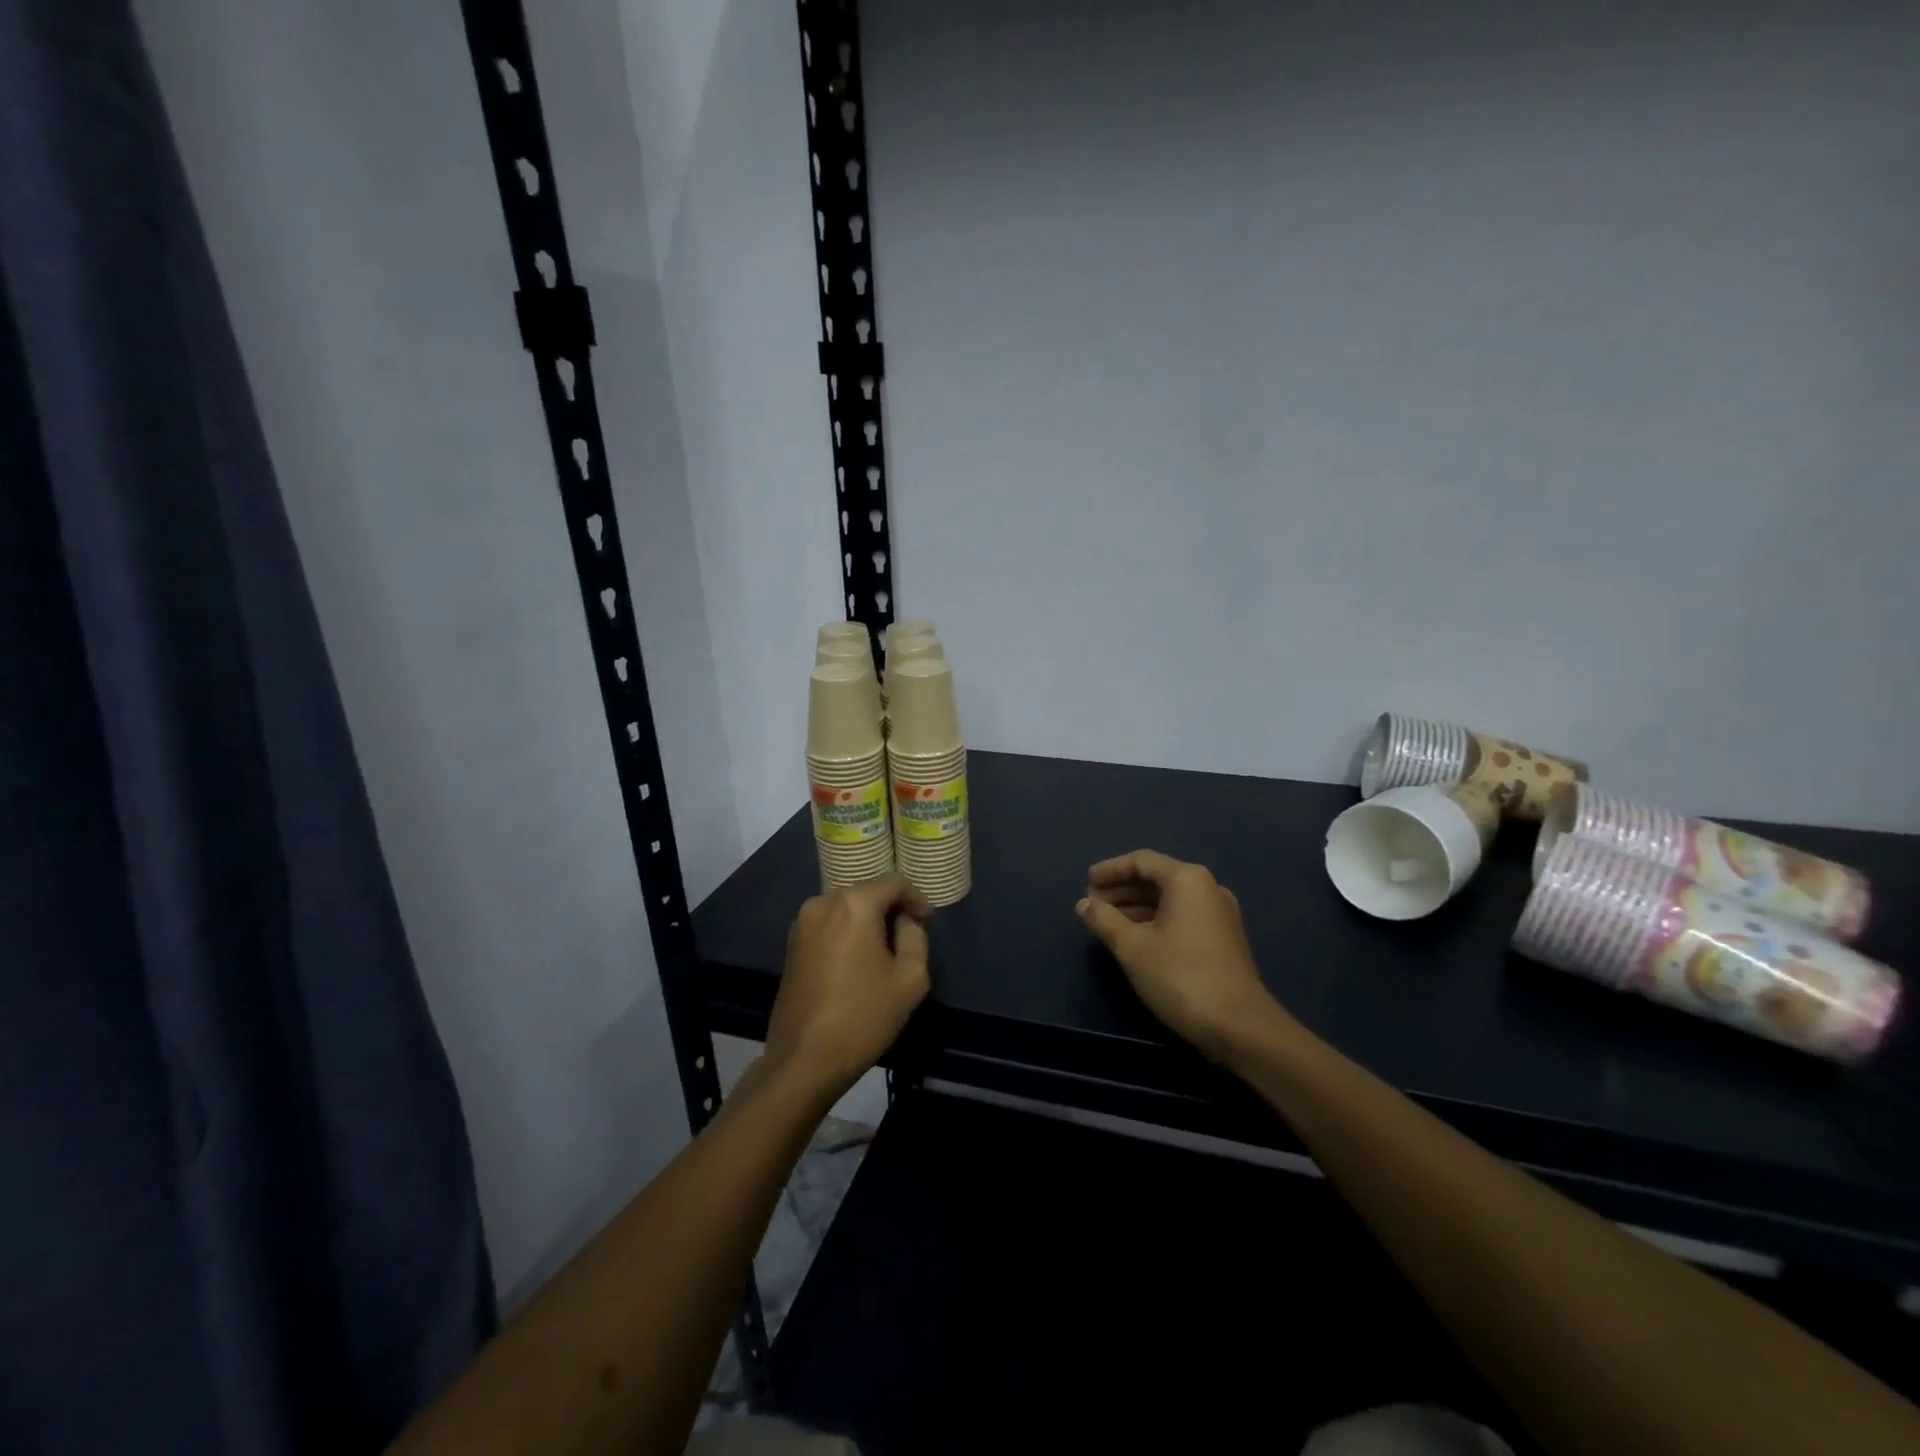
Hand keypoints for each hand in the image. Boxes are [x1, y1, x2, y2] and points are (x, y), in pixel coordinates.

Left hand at [765, 874, 931, 1100]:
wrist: (803, 1059)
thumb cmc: (863, 1017)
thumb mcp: (910, 979)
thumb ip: (915, 938)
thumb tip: (905, 921)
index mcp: (855, 904)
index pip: (895, 882)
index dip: (916, 898)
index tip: (927, 922)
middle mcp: (824, 902)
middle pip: (868, 892)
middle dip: (891, 909)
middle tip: (909, 937)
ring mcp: (802, 923)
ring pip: (846, 908)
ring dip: (868, 922)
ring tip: (885, 952)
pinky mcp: (792, 945)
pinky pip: (829, 925)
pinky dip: (847, 933)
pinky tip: (858, 962)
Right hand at [1077, 850, 1278, 1058]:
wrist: (1239, 1026)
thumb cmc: (1180, 976)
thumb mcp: (1132, 947)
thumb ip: (1103, 920)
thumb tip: (1083, 904)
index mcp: (1187, 880)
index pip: (1141, 861)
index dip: (1110, 870)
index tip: (1086, 882)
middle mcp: (1207, 888)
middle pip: (1156, 877)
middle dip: (1121, 889)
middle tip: (1092, 904)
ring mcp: (1219, 914)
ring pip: (1169, 899)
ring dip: (1136, 907)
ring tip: (1106, 922)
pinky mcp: (1223, 939)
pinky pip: (1182, 916)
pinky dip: (1155, 920)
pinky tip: (1135, 939)